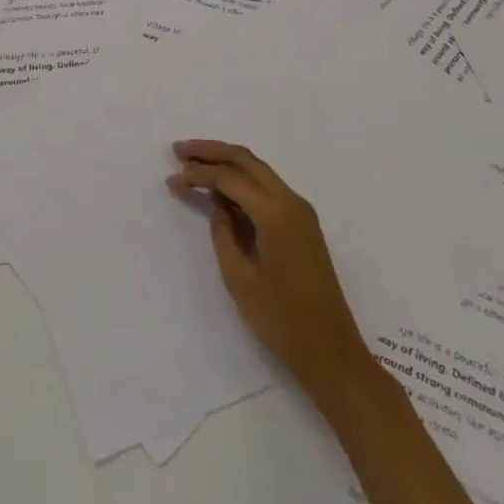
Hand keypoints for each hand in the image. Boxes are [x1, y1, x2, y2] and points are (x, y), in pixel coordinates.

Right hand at [168, 139, 373, 408]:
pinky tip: (222, 188)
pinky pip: (267, 187)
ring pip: (258, 170)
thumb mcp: (240, 278)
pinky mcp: (302, 224)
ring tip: (194, 163)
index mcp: (276, 212)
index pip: (230, 177)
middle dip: (211, 151)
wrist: (331, 353)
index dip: (198, 174)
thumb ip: (223, 233)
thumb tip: (218, 205)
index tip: (171, 179)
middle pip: (246, 160)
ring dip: (227, 162)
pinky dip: (242, 180)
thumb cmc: (282, 320)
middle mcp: (291, 201)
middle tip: (179, 150)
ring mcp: (300, 211)